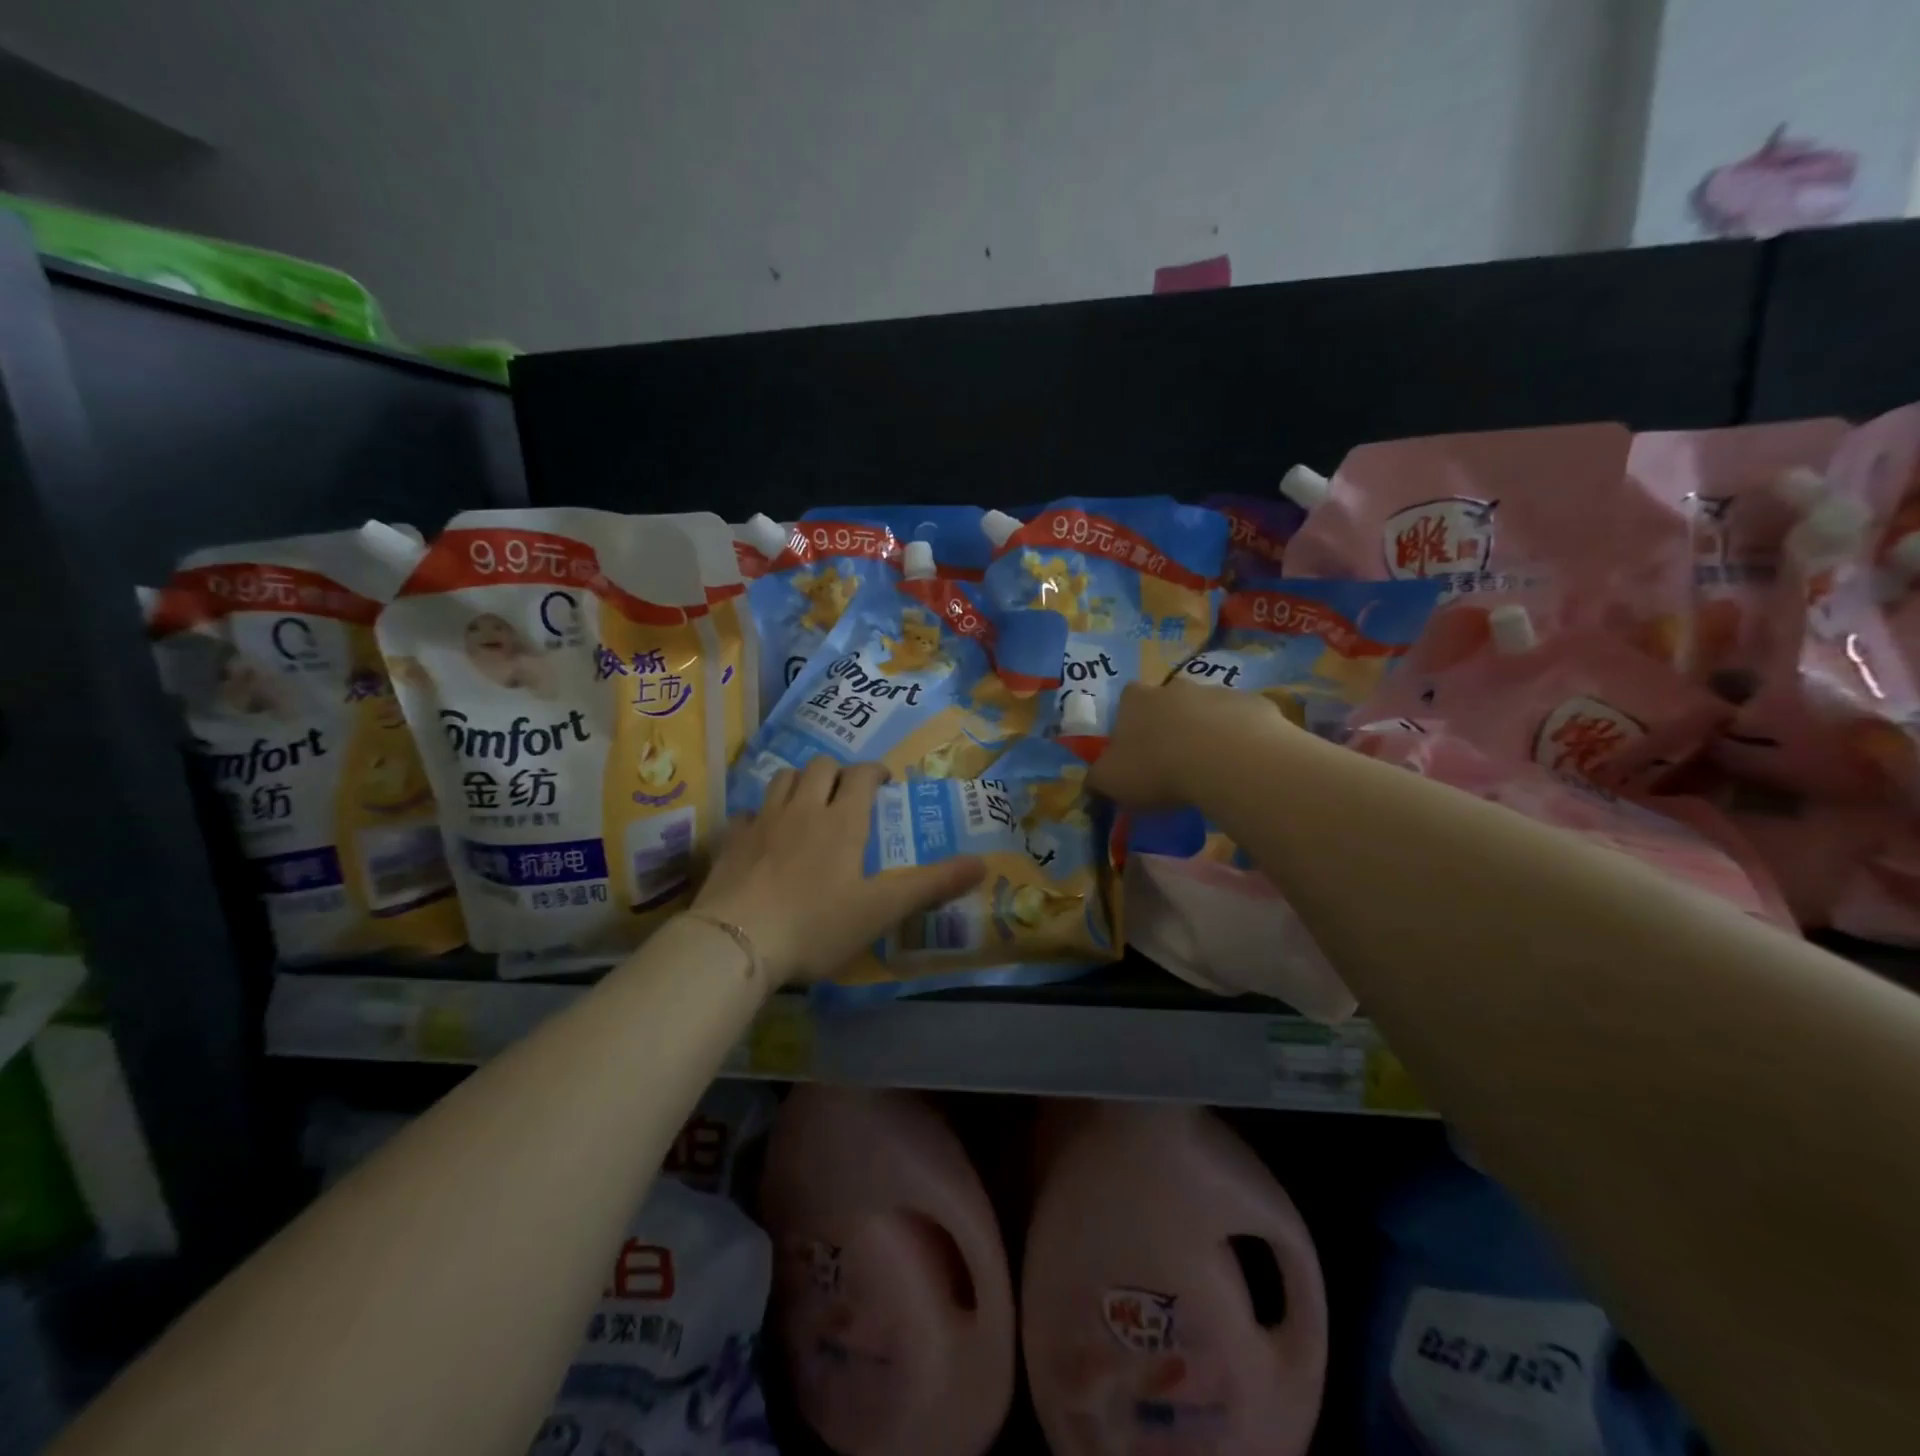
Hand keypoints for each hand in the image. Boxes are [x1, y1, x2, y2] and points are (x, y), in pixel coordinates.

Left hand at [693, 758, 985, 984]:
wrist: (737, 941)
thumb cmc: (817, 923)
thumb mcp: (882, 909)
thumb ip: (931, 885)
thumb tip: (983, 864)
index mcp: (842, 819)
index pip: (862, 775)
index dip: (876, 772)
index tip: (884, 782)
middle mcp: (803, 808)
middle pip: (821, 767)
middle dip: (838, 772)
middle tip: (848, 794)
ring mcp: (763, 821)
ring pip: (784, 779)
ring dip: (801, 782)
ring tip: (810, 803)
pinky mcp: (732, 840)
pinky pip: (750, 811)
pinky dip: (763, 813)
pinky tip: (765, 834)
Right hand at [1090, 680, 1292, 806]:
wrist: (1227, 760)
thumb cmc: (1158, 768)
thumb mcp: (1111, 782)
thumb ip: (1097, 779)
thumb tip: (1092, 782)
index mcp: (1136, 700)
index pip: (1126, 701)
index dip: (1130, 725)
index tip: (1136, 751)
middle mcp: (1175, 687)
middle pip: (1169, 702)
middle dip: (1171, 726)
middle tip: (1174, 762)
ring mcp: (1218, 692)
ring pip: (1209, 711)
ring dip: (1208, 732)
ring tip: (1212, 769)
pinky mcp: (1256, 705)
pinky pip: (1244, 722)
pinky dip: (1242, 739)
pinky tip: (1242, 767)